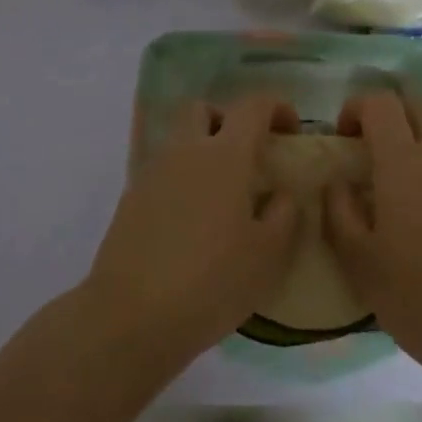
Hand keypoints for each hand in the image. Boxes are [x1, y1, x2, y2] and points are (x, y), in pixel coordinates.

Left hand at [82, 96, 302, 364]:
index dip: (276, 107)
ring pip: (180, 141)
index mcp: (225, 155)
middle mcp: (186, 152)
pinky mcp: (131, 200)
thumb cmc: (211, 281)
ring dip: (203, 152)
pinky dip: (182, 182)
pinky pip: (163, 173)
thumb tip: (282, 193)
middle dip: (228, 120)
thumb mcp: (267, 255)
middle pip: (203, 110)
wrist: (131, 315)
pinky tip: (193, 224)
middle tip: (246, 155)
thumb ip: (284, 215)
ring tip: (222, 197)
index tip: (290, 129)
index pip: (252, 106)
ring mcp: (153, 173)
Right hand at [324, 90, 421, 384]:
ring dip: (416, 144)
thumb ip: (340, 213)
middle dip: (392, 112)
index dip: (356, 107)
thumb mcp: (360, 263)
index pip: (381, 102)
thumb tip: (337, 182)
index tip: (342, 138)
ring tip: (395, 193)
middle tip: (370, 147)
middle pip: (420, 103)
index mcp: (403, 162)